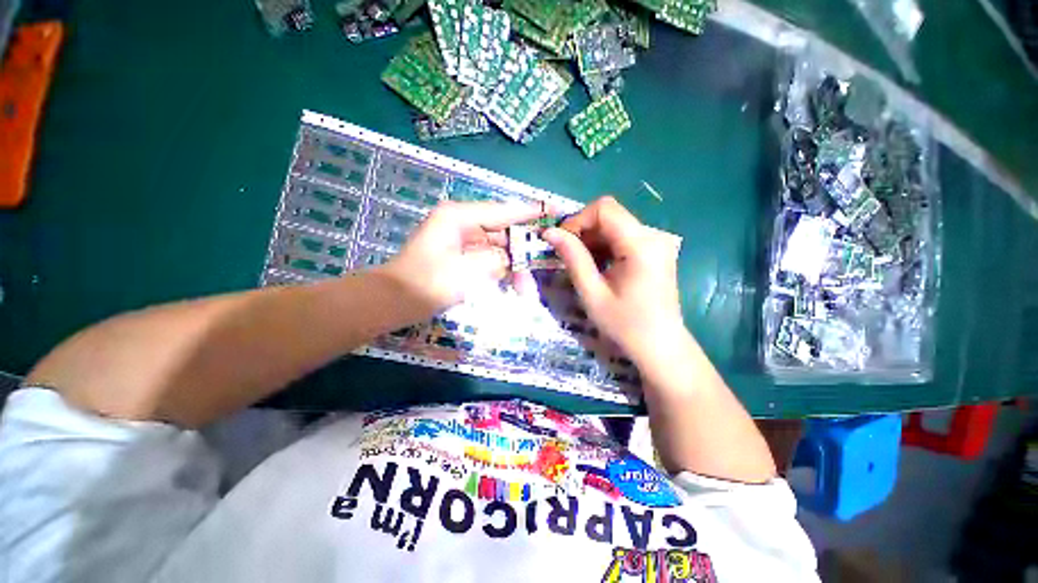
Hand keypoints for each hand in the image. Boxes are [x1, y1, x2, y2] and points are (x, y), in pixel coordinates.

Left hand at [381, 201, 542, 312]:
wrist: (395, 302)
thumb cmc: (427, 283)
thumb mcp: (467, 270)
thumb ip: (497, 261)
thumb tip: (512, 259)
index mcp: (459, 217)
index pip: (503, 210)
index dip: (531, 211)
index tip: (555, 210)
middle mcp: (461, 223)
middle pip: (502, 230)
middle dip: (523, 249)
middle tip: (545, 260)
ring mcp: (460, 240)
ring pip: (497, 248)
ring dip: (512, 266)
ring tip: (526, 287)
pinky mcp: (460, 256)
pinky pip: (488, 259)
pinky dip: (500, 271)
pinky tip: (513, 283)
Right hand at [543, 196, 684, 361]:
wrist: (661, 347)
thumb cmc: (625, 325)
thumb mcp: (592, 293)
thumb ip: (572, 258)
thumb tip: (549, 232)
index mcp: (641, 244)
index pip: (604, 208)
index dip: (577, 220)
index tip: (561, 243)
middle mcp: (653, 236)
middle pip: (610, 215)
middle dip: (583, 231)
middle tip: (568, 258)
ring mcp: (657, 243)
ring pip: (615, 226)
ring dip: (593, 240)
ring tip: (582, 266)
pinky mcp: (656, 252)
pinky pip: (624, 238)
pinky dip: (605, 247)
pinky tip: (599, 268)